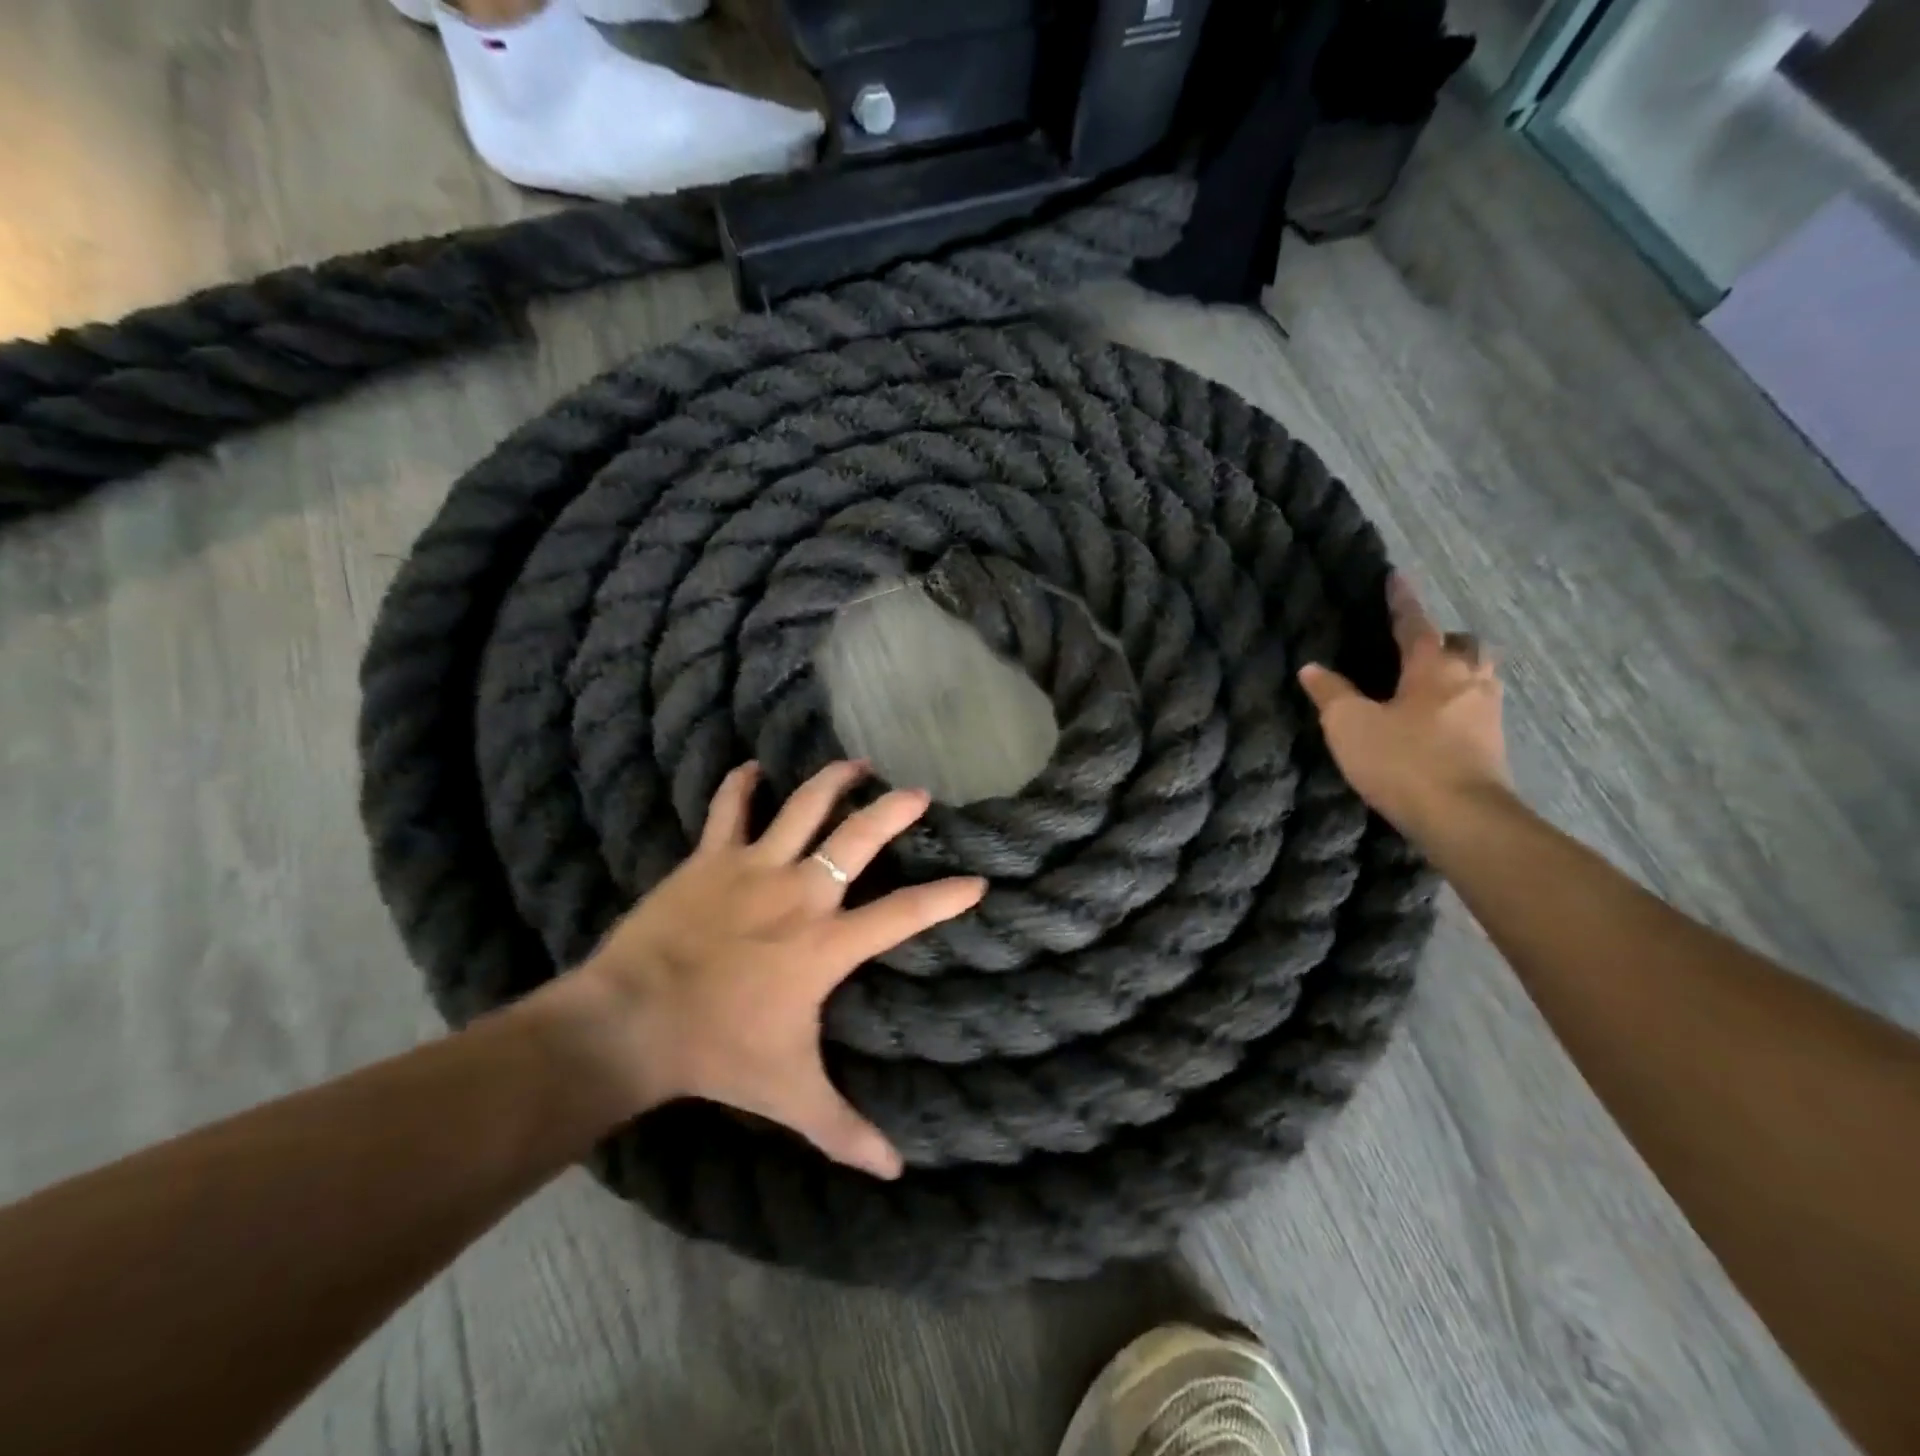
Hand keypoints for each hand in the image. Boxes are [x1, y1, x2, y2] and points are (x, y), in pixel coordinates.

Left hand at [544, 760, 984, 1179]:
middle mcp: (800, 894)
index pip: (903, 914)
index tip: (977, 882)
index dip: (945, 898)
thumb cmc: (719, 1053)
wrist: (631, 1022)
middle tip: (918, 793)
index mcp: (827, 944)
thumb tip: (896, 1171)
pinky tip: (752, 768)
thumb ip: (845, 1129)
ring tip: (856, 764)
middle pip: (858, 838)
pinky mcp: (710, 859)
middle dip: (894, 811)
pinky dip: (741, 785)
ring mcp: (754, 868)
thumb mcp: (791, 1094)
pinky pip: (729, 810)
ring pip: (803, 807)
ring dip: (833, 781)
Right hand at [1298, 575, 1510, 840]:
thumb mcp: (1349, 725)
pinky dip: (1461, 702)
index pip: (1416, 624)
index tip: (1397, 577)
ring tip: (1434, 681)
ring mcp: (1487, 713)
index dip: (1402, 601)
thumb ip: (1331, 693)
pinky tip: (1442, 720)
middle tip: (1421, 645)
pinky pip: (1479, 706)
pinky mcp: (1494, 745)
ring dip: (1460, 669)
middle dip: (1445, 639)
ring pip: (1480, 674)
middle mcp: (1468, 680)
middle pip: (1465, 645)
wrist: (1462, 817)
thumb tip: (1312, 668)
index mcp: (1433, 667)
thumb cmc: (1402, 761)